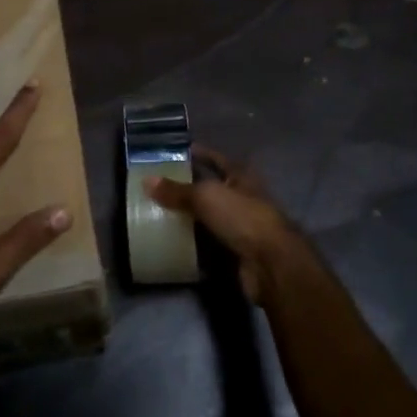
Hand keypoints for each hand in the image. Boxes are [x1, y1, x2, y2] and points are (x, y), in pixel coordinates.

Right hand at [145, 147, 311, 304]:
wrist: (270, 263)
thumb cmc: (242, 217)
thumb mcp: (206, 197)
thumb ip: (177, 190)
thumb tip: (146, 180)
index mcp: (241, 177)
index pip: (217, 159)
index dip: (200, 153)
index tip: (176, 152)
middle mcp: (243, 198)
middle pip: (213, 188)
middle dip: (189, 186)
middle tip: (159, 185)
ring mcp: (242, 225)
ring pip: (211, 216)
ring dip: (190, 215)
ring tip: (159, 211)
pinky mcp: (237, 250)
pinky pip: (210, 241)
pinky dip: (194, 241)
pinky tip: (174, 240)